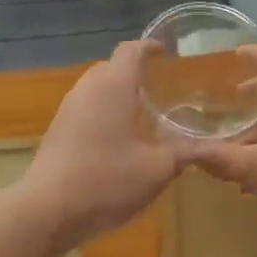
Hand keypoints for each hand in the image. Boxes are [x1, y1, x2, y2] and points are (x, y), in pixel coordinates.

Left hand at [21, 41, 180, 246]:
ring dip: (116, 94)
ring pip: (95, 88)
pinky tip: (116, 141)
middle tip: (157, 87)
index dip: (149, 47)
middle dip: (133, 72)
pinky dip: (102, 112)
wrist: (46, 210)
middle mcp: (87, 89)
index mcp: (113, 86)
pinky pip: (84, 108)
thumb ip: (184, 154)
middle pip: (111, 67)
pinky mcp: (57, 131)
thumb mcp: (156, 170)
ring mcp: (67, 109)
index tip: (165, 52)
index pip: (130, 51)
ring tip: (139, 115)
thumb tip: (210, 147)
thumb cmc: (105, 180)